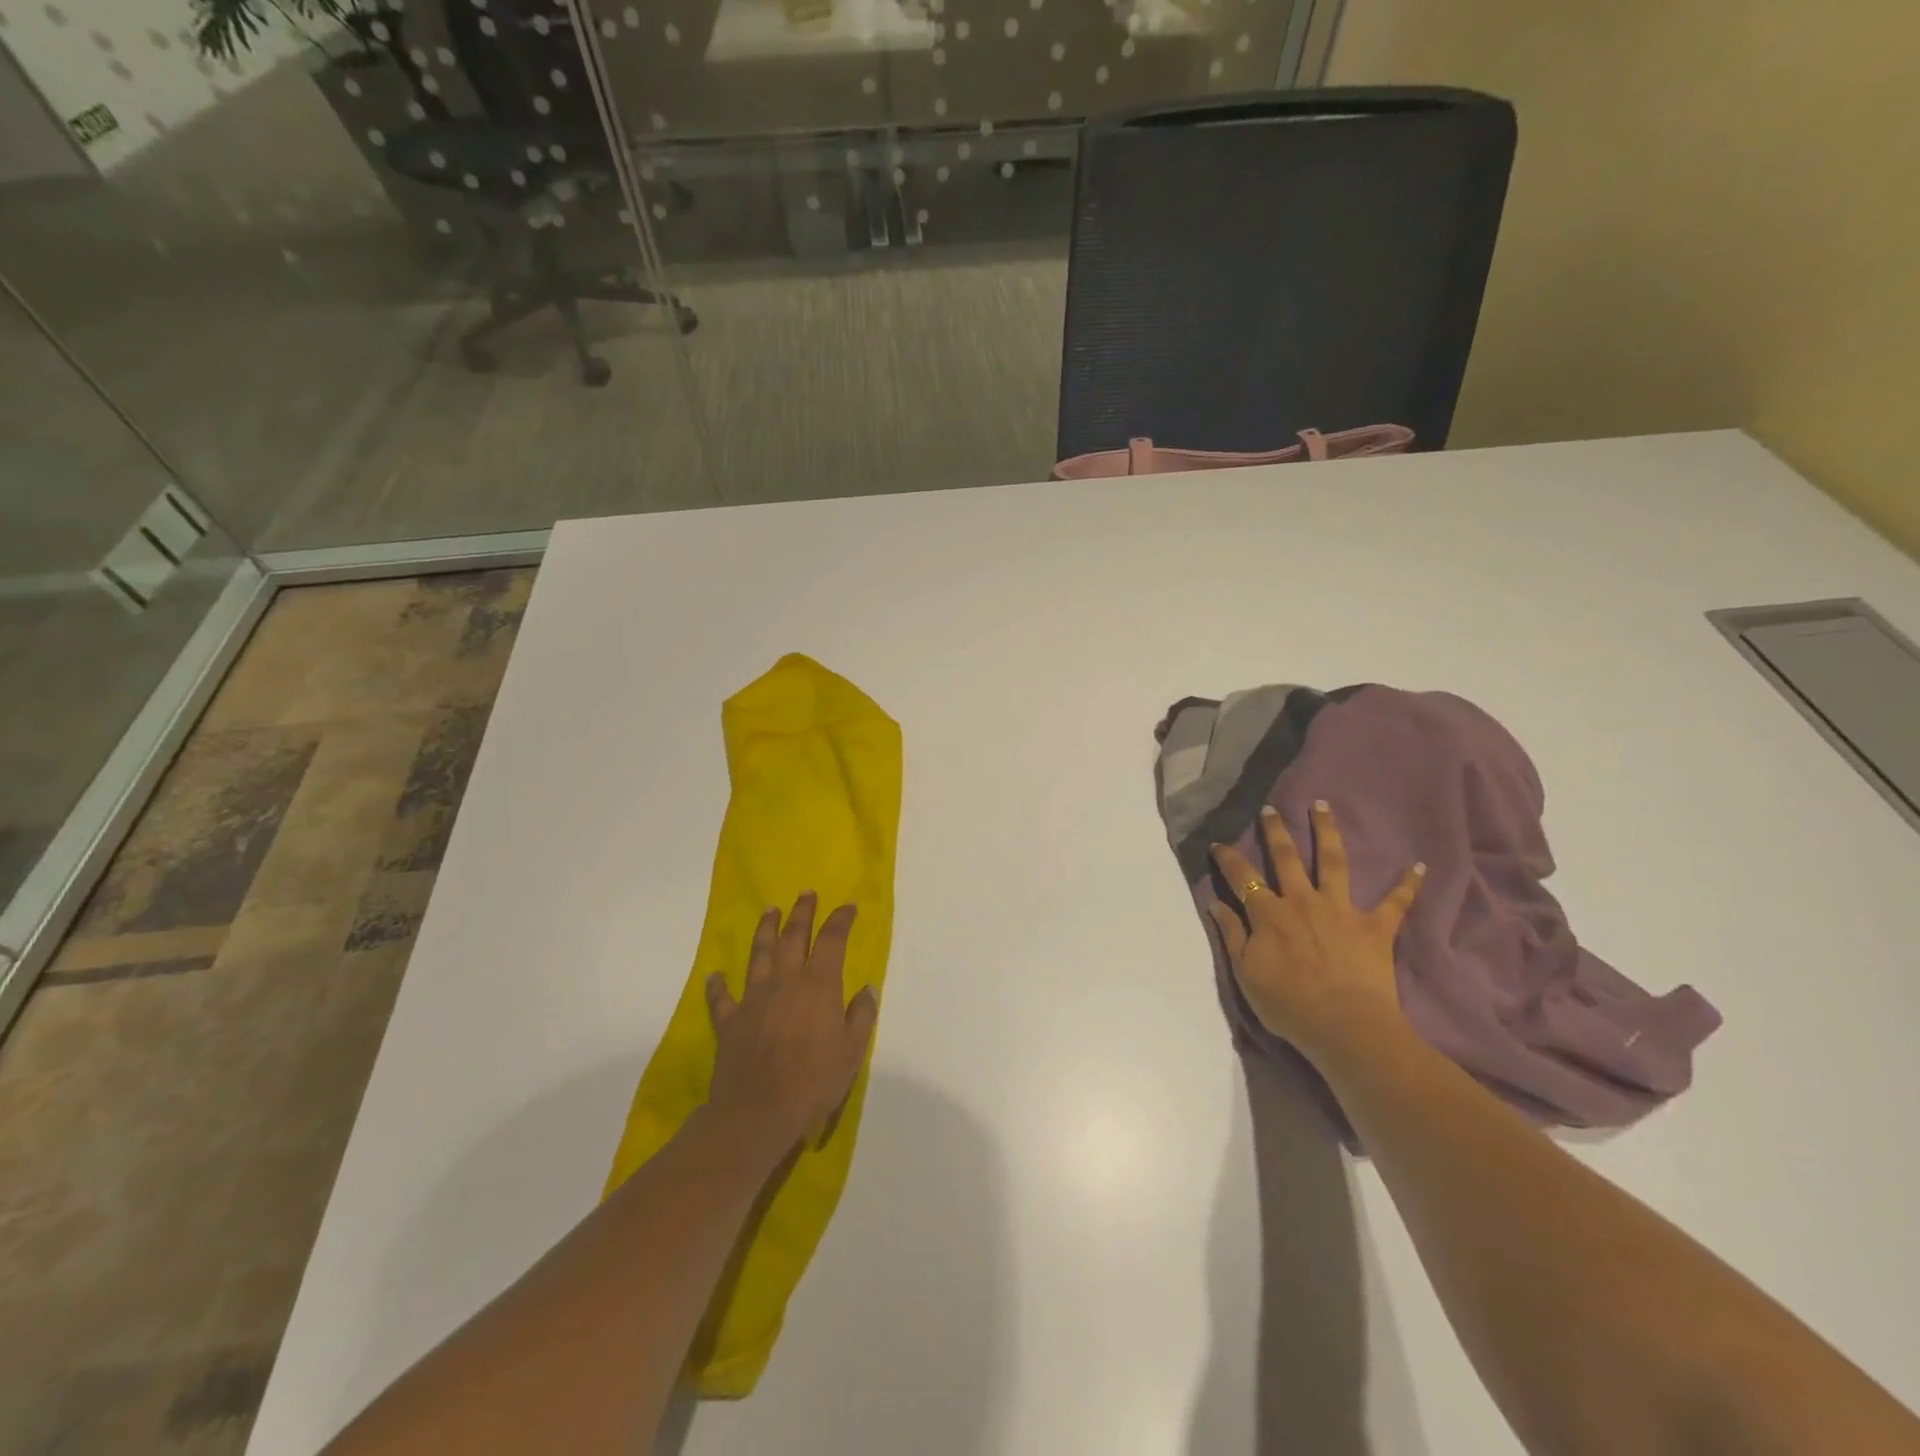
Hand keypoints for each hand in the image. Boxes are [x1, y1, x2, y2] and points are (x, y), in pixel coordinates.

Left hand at [705, 893, 878, 1156]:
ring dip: (765, 930)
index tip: (848, 908)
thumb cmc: (813, 1081)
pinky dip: (718, 984)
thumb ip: (861, 1016)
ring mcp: (753, 998)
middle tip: (806, 894)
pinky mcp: (729, 1021)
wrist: (758, 1112)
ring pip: (759, 954)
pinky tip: (715, 975)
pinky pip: (722, 997)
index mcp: (818, 985)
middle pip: (793, 937)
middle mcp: (785, 981)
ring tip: (770, 911)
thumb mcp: (852, 1051)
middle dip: (802, 913)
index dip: (840, 920)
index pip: (831, 940)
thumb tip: (867, 988)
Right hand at [1208, 801, 1423, 1067]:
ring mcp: (1341, 910)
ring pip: (1333, 862)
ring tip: (1323, 806)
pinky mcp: (1375, 927)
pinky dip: (1408, 884)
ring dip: (1327, 832)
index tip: (1217, 844)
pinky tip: (1420, 866)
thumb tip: (1215, 902)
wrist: (1346, 1027)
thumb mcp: (1246, 973)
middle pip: (1286, 858)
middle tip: (1270, 809)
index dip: (1227, 859)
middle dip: (1276, 831)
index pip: (1242, 877)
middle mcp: (1302, 901)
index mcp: (1269, 914)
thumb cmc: (1289, 1005)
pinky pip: (1396, 902)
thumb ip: (1232, 934)